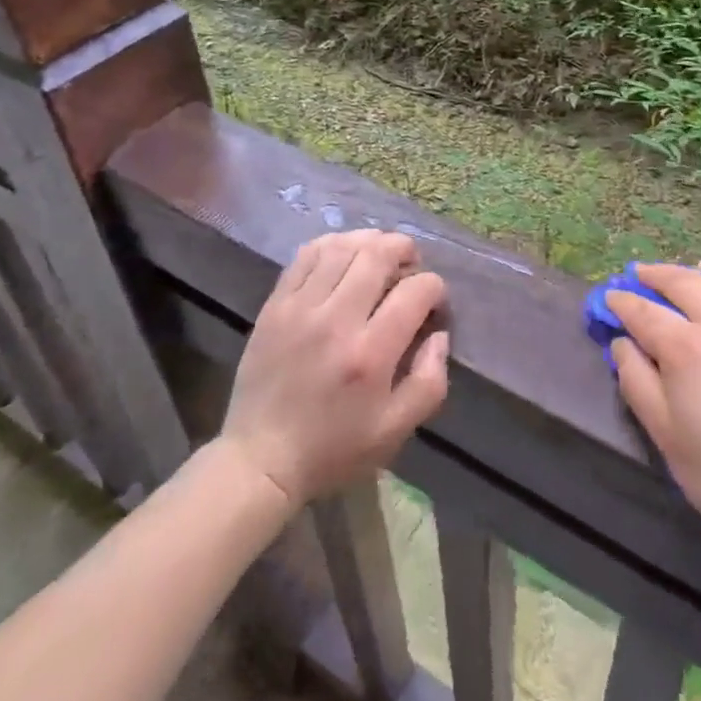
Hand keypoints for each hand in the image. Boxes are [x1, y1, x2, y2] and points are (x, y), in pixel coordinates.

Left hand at [219, 230, 449, 508]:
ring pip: (341, 246)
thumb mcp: (395, 430)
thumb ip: (429, 381)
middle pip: (377, 254)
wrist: (261, 459)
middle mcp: (336, 319)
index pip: (415, 291)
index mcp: (371, 353)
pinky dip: (331, 245)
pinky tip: (343, 255)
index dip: (435, 288)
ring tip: (380, 254)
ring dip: (369, 241)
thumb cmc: (334, 449)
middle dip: (404, 249)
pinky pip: (306, 255)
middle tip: (411, 263)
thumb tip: (439, 335)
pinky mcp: (275, 305)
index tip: (434, 303)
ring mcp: (300, 307)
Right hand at [607, 262, 700, 553]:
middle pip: (683, 284)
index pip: (644, 313)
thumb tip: (622, 343)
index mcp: (688, 350)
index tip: (608, 298)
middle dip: (654, 275)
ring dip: (697, 272)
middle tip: (636, 274)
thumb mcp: (664, 433)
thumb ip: (636, 380)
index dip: (622, 303)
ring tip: (684, 272)